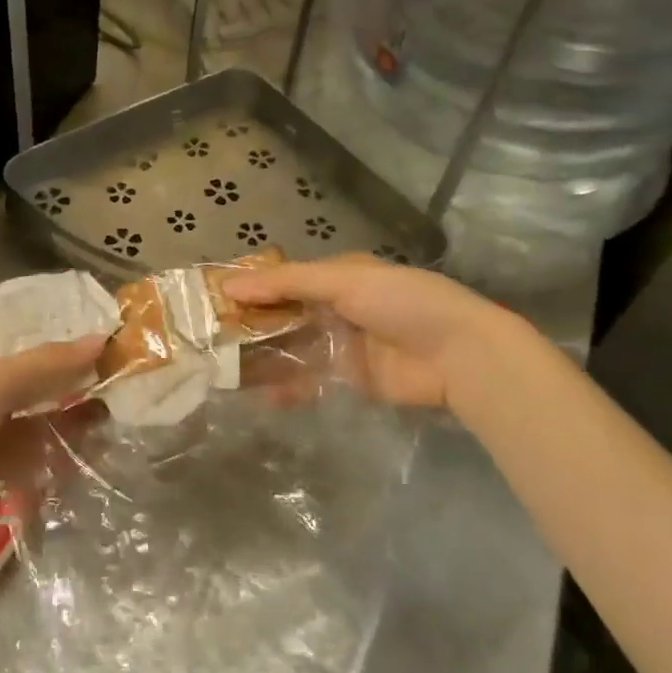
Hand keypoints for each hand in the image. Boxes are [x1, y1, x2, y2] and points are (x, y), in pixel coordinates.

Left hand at [0, 336, 105, 551]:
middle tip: (116, 383)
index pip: (24, 349)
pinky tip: (95, 447)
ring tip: (114, 415)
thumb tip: (102, 340)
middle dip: (73, 386)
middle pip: (37, 386)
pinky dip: (66, 452)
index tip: (103, 347)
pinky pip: (40, 456)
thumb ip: (48, 364)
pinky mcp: (1, 473)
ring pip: (42, 422)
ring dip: (74, 420)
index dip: (61, 347)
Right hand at [226, 253, 529, 413]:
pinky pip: (311, 381)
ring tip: (225, 371)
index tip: (213, 301)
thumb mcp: (344, 280)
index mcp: (337, 276)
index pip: (283, 280)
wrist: (461, 355)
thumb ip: (287, 283)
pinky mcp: (352, 379)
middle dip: (251, 327)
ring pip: (293, 349)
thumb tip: (229, 286)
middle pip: (284, 316)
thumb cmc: (402, 302)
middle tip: (211, 341)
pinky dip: (288, 387)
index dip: (251, 289)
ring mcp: (343, 345)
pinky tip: (263, 396)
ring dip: (263, 358)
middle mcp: (336, 308)